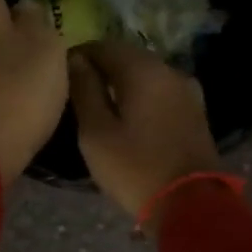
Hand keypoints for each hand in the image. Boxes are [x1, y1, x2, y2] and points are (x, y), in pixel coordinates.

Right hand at [69, 40, 220, 225]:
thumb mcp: (96, 132)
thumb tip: (74, 60)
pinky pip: (158, 92)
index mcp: (143, 71)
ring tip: (98, 106)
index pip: (103, 46)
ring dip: (120, 84)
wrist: (190, 204)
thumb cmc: (134, 168)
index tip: (58, 75)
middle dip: (100, 68)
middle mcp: (169, 71)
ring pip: (144, 75)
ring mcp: (186, 91)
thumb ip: (84, 91)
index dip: (78, 56)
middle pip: (127, 57)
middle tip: (75, 91)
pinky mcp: (193, 111)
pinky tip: (126, 116)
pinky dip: (139, 96)